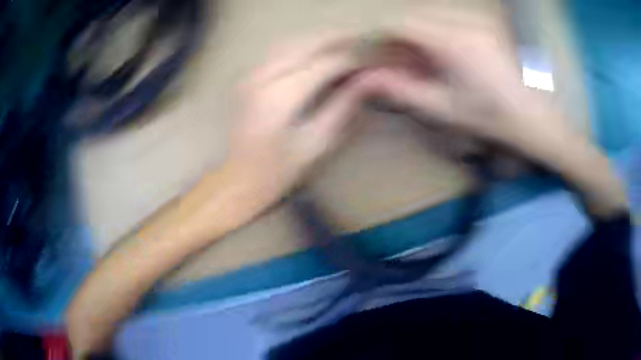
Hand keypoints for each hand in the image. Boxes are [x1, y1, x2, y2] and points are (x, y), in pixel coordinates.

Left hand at [225, 34, 372, 202]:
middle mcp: (263, 77)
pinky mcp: (249, 76)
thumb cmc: (278, 169)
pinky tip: (317, 51)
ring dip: (320, 40)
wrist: (239, 177)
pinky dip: (303, 46)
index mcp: (281, 97)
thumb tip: (367, 81)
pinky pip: (280, 50)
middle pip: (307, 43)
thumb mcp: (316, 144)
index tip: (372, 61)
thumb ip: (342, 107)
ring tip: (345, 43)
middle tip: (362, 43)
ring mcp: (252, 74)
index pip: (325, 63)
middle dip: (337, 40)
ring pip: (292, 41)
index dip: (351, 59)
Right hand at [361, 10, 568, 145]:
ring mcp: (476, 24)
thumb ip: (403, 90)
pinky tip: (442, 56)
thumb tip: (367, 78)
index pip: (402, 24)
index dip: (380, 34)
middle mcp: (462, 24)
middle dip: (398, 35)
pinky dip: (436, 35)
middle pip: (415, 18)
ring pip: (432, 18)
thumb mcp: (444, 108)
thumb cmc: (491, 118)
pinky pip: (450, 23)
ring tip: (417, 60)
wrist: (534, 119)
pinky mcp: (485, 28)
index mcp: (451, 42)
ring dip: (417, 35)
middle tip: (393, 59)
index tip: (369, 49)